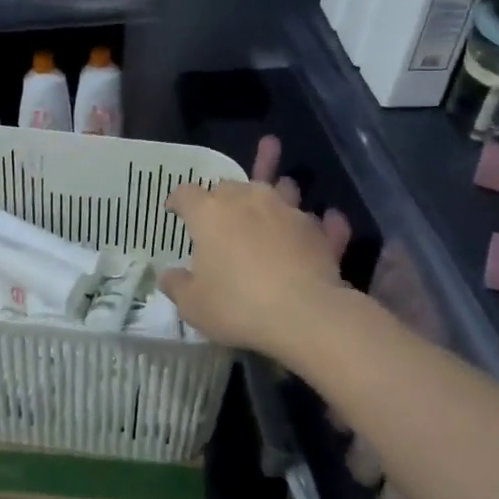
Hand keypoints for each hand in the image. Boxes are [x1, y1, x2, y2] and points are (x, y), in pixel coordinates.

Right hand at [160, 137, 351, 356]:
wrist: (304, 313)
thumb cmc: (237, 305)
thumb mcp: (193, 305)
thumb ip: (177, 286)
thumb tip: (168, 275)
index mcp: (209, 212)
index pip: (186, 193)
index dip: (177, 200)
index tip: (174, 210)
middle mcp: (248, 199)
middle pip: (230, 185)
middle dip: (222, 195)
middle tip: (219, 210)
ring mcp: (286, 210)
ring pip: (280, 188)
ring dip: (277, 188)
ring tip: (282, 185)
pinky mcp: (316, 230)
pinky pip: (317, 220)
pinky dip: (322, 221)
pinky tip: (330, 220)